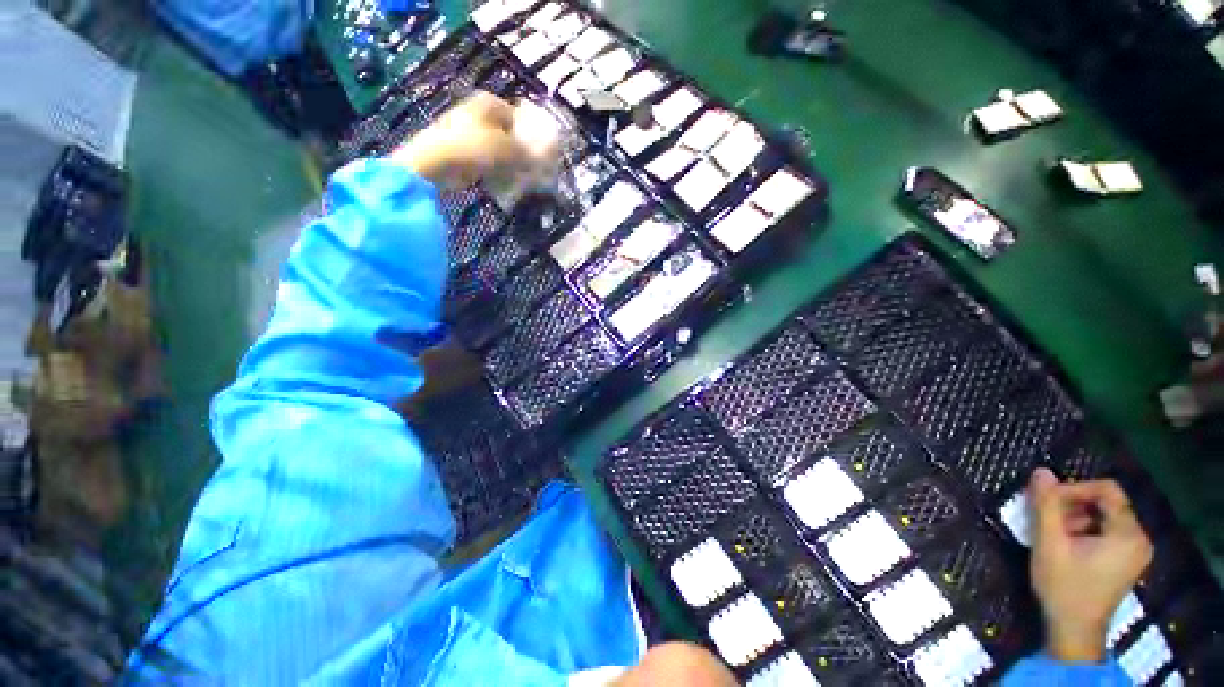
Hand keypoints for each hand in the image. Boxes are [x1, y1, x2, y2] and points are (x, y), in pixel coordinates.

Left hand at [390, 91, 529, 188]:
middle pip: (510, 133)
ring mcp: (468, 130)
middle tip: (532, 170)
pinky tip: (503, 183)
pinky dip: (496, 169)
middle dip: (521, 152)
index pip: (522, 118)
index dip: (533, 137)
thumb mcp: (509, 150)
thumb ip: (530, 153)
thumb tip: (545, 159)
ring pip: (499, 148)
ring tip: (520, 179)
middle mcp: (479, 112)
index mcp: (490, 102)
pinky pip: (486, 159)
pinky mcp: (462, 149)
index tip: (541, 157)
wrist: (435, 163)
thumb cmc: (474, 148)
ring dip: (510, 163)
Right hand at [1027, 467, 1152, 662]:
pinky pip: (1108, 532)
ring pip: (1106, 518)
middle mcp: (1139, 538)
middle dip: (1074, 506)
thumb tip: (1041, 471)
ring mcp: (1136, 552)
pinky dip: (1086, 531)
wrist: (1074, 630)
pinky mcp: (1127, 561)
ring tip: (1054, 534)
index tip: (1048, 501)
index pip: (1107, 490)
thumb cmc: (1064, 586)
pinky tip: (1067, 545)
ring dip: (1077, 519)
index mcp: (1128, 533)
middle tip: (1047, 519)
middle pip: (1107, 504)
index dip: (1075, 489)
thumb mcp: (1049, 543)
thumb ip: (1046, 506)